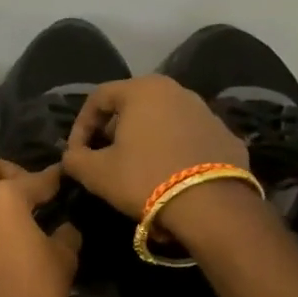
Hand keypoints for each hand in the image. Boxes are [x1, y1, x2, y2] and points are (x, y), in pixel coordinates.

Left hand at [0, 155, 80, 296]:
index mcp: (5, 197)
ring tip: (1, 213)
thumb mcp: (63, 262)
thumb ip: (66, 235)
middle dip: (6, 173)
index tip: (61, 177)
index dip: (52, 178)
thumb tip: (64, 227)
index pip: (35, 179)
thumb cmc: (32, 295)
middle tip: (24, 193)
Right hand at [61, 74, 250, 219]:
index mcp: (142, 90)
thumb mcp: (97, 173)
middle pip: (132, 106)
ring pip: (163, 120)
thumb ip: (75, 159)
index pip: (99, 98)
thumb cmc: (145, 178)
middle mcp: (176, 90)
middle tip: (104, 159)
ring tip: (136, 169)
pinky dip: (173, 151)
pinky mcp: (226, 135)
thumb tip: (72, 156)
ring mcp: (206, 111)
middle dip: (113, 131)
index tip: (77, 154)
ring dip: (144, 140)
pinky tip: (169, 176)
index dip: (81, 126)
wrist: (212, 206)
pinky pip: (188, 138)